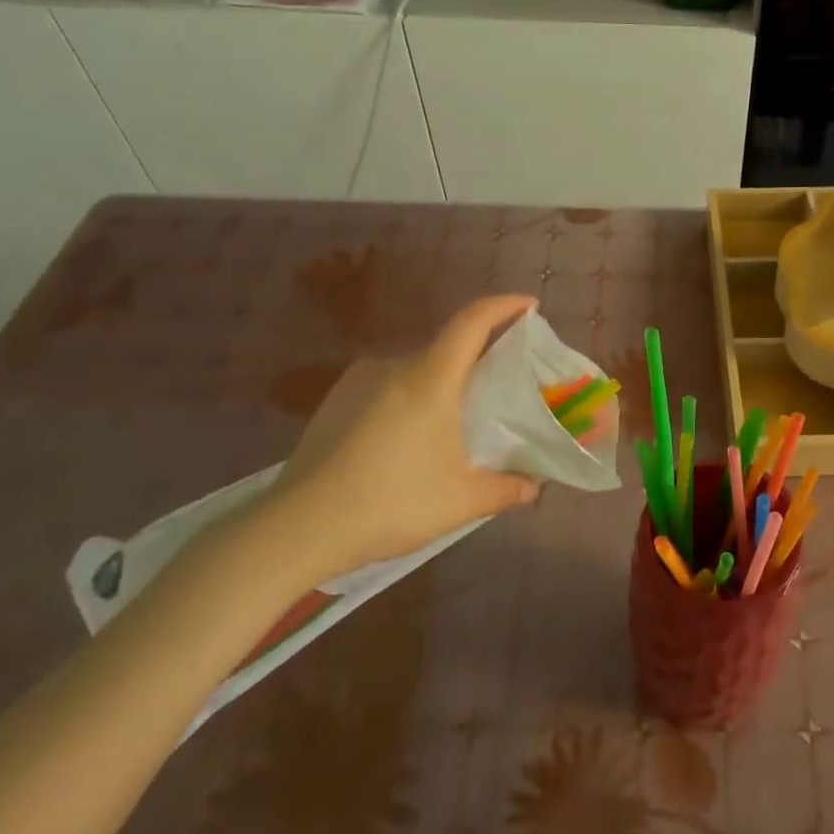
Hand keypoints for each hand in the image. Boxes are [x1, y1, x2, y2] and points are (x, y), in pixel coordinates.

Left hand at [257, 295, 542, 590]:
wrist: (299, 527)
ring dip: (441, 386)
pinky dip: (411, 399)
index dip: (503, 306)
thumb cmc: (391, 503)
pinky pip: (387, 387)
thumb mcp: (461, 501)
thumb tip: (533, 487)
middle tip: (500, 388)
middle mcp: (393, 365)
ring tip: (455, 423)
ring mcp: (358, 381)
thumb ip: (505, 490)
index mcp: (430, 377)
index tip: (528, 305)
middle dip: (478, 360)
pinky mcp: (335, 401)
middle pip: (446, 348)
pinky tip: (410, 439)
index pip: (472, 322)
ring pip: (415, 370)